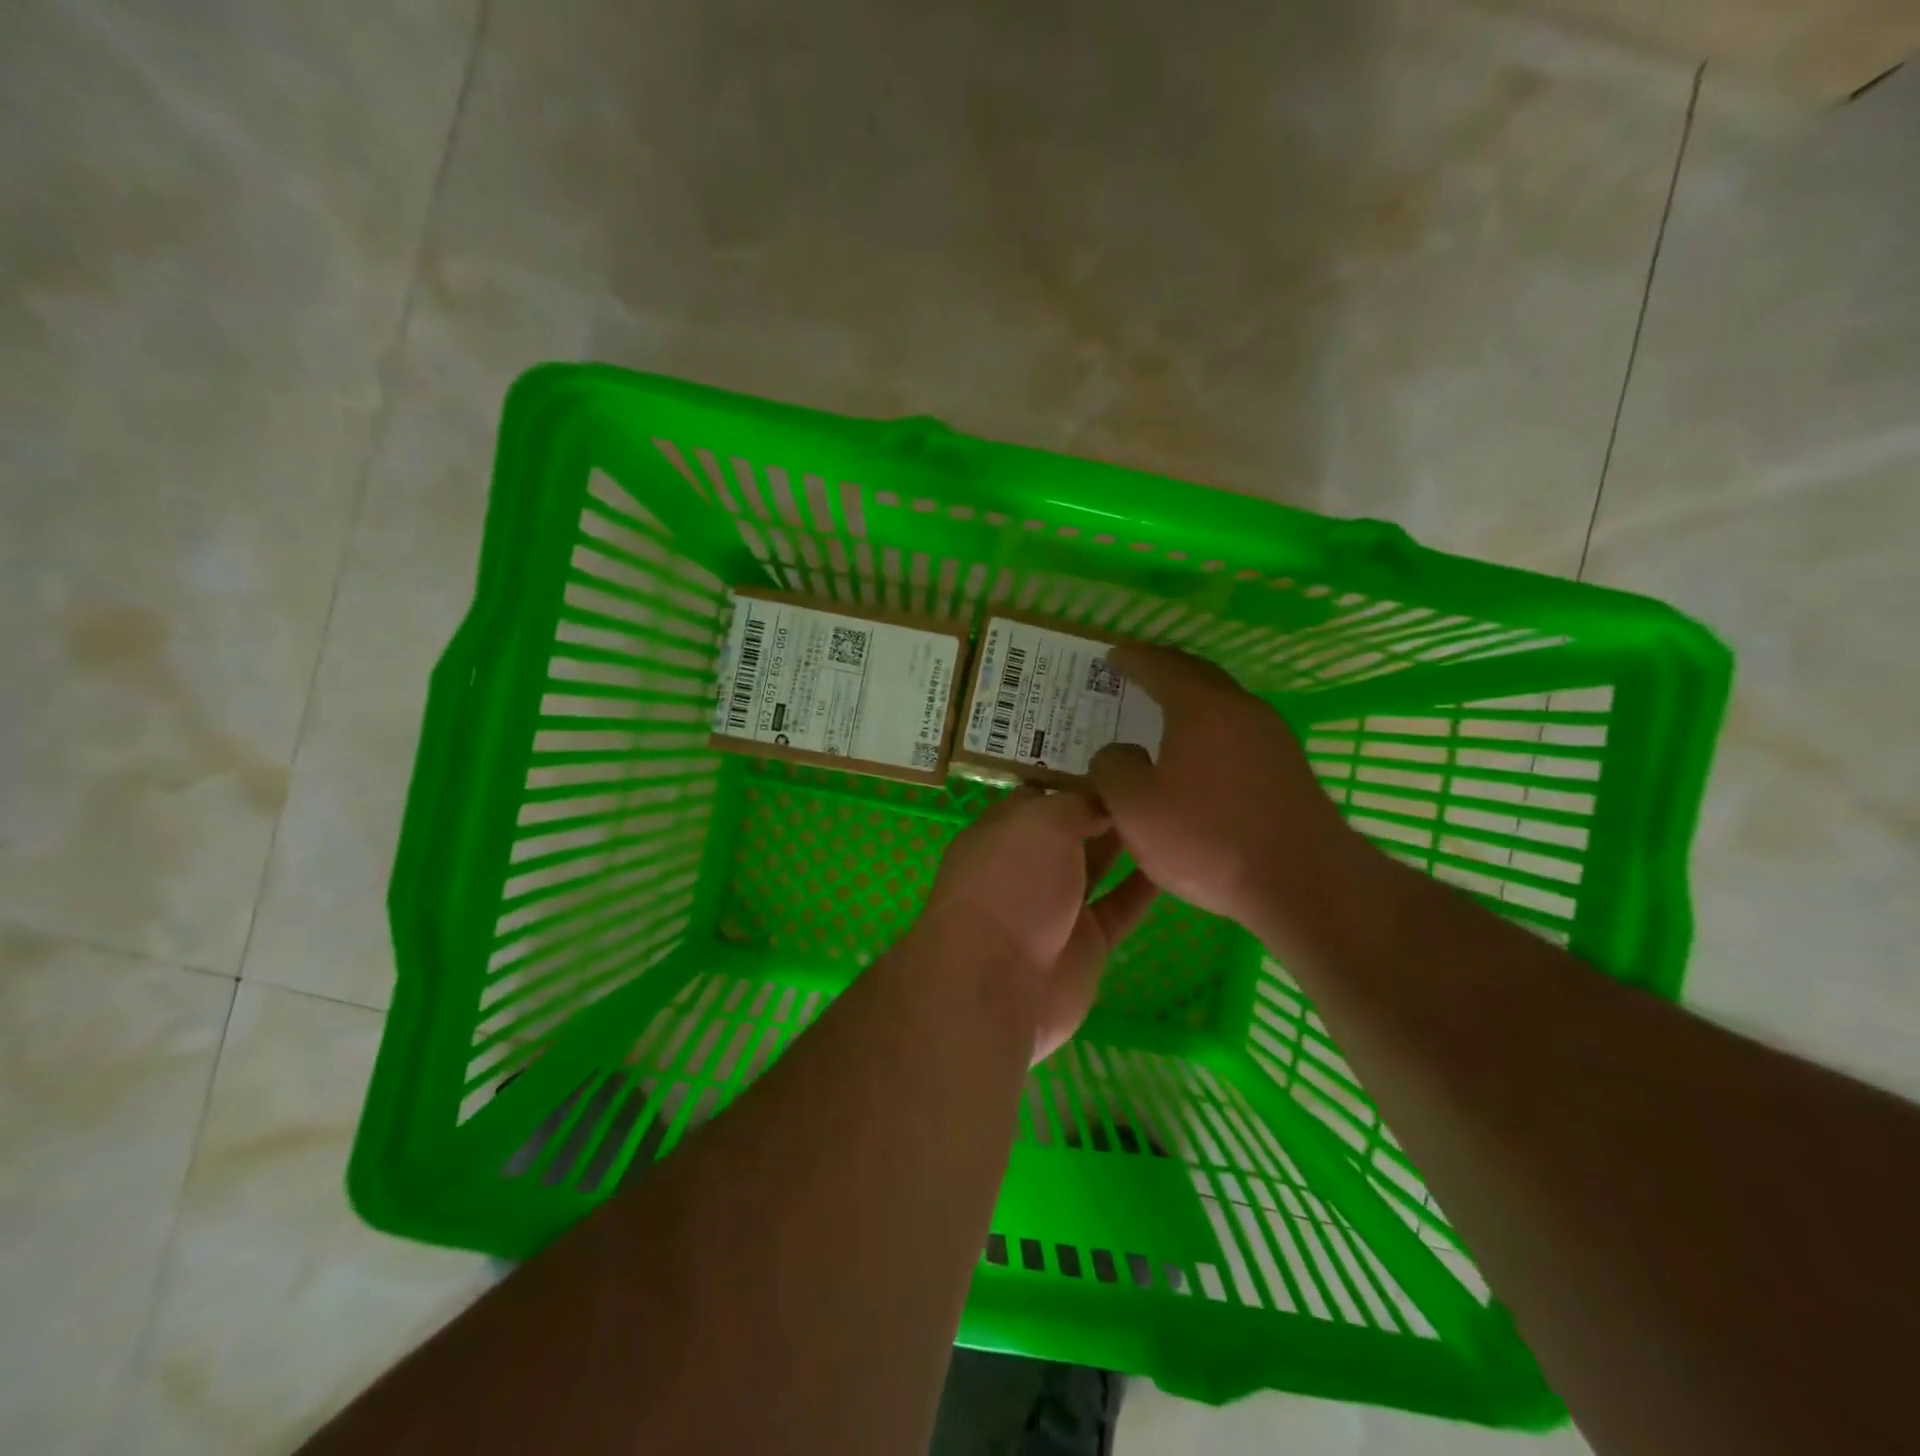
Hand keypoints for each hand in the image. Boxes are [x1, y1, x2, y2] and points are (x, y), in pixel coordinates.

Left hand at [922, 786, 1157, 1061]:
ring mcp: (1056, 906)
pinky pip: (1120, 906)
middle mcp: (1027, 865)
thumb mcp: (1041, 822)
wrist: (998, 982)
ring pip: (1096, 865)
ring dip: (1127, 842)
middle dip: (1105, 808)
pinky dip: (1144, 887)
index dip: (1078, 779)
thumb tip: (1105, 799)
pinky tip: (1178, 861)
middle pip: (1071, 829)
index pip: (1042, 796)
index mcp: (1003, 831)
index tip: (1122, 763)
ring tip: (1171, 813)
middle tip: (1157, 782)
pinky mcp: (1086, 943)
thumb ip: (1077, 804)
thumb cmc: (1011, 884)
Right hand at [1089, 644, 1384, 956]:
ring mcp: (1272, 737)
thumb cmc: (1208, 838)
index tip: (1111, 657)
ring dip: (1189, 702)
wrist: (1304, 882)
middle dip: (1163, 670)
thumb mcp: (1134, 807)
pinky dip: (1209, 729)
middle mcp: (1241, 709)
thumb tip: (1119, 753)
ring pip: (1222, 704)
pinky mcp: (1288, 769)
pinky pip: (1237, 732)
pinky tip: (1197, 757)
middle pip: (1197, 675)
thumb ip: (1112, 768)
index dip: (1131, 659)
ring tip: (1161, 716)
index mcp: (1201, 706)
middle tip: (1135, 675)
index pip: (1159, 665)